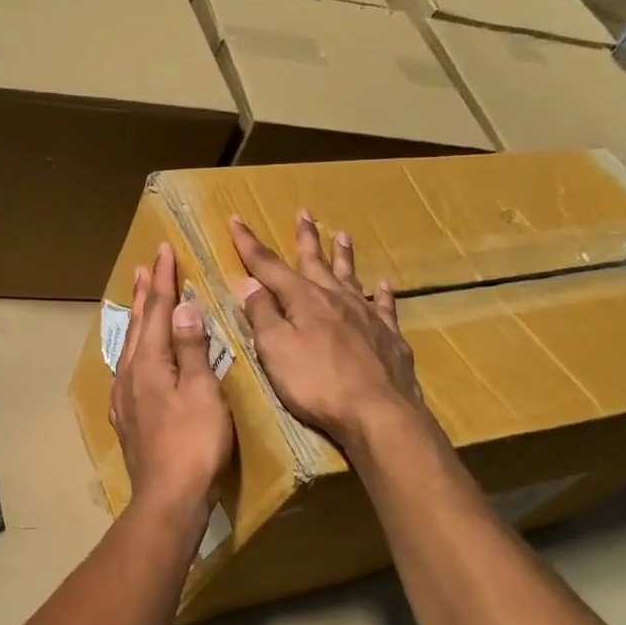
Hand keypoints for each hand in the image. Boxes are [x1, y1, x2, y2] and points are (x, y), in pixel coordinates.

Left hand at [109, 242, 234, 516]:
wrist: (168, 497)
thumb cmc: (194, 443)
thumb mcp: (202, 391)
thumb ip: (191, 348)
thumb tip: (182, 306)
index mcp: (149, 362)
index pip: (156, 310)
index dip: (163, 279)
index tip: (164, 251)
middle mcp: (129, 374)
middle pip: (137, 325)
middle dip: (144, 293)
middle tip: (145, 265)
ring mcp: (124, 398)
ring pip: (129, 347)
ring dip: (136, 319)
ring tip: (138, 300)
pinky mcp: (127, 418)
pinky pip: (127, 370)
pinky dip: (133, 351)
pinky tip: (133, 360)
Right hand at [228, 212, 432, 453]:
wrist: (377, 411)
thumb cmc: (316, 383)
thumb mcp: (275, 349)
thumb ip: (262, 315)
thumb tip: (250, 283)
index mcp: (303, 300)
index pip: (268, 266)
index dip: (249, 244)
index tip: (236, 220)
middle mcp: (335, 299)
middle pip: (315, 262)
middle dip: (305, 238)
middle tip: (304, 213)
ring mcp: (365, 316)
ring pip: (351, 277)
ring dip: (343, 256)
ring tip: (342, 235)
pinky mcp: (389, 336)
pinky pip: (384, 307)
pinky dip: (381, 294)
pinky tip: (382, 285)